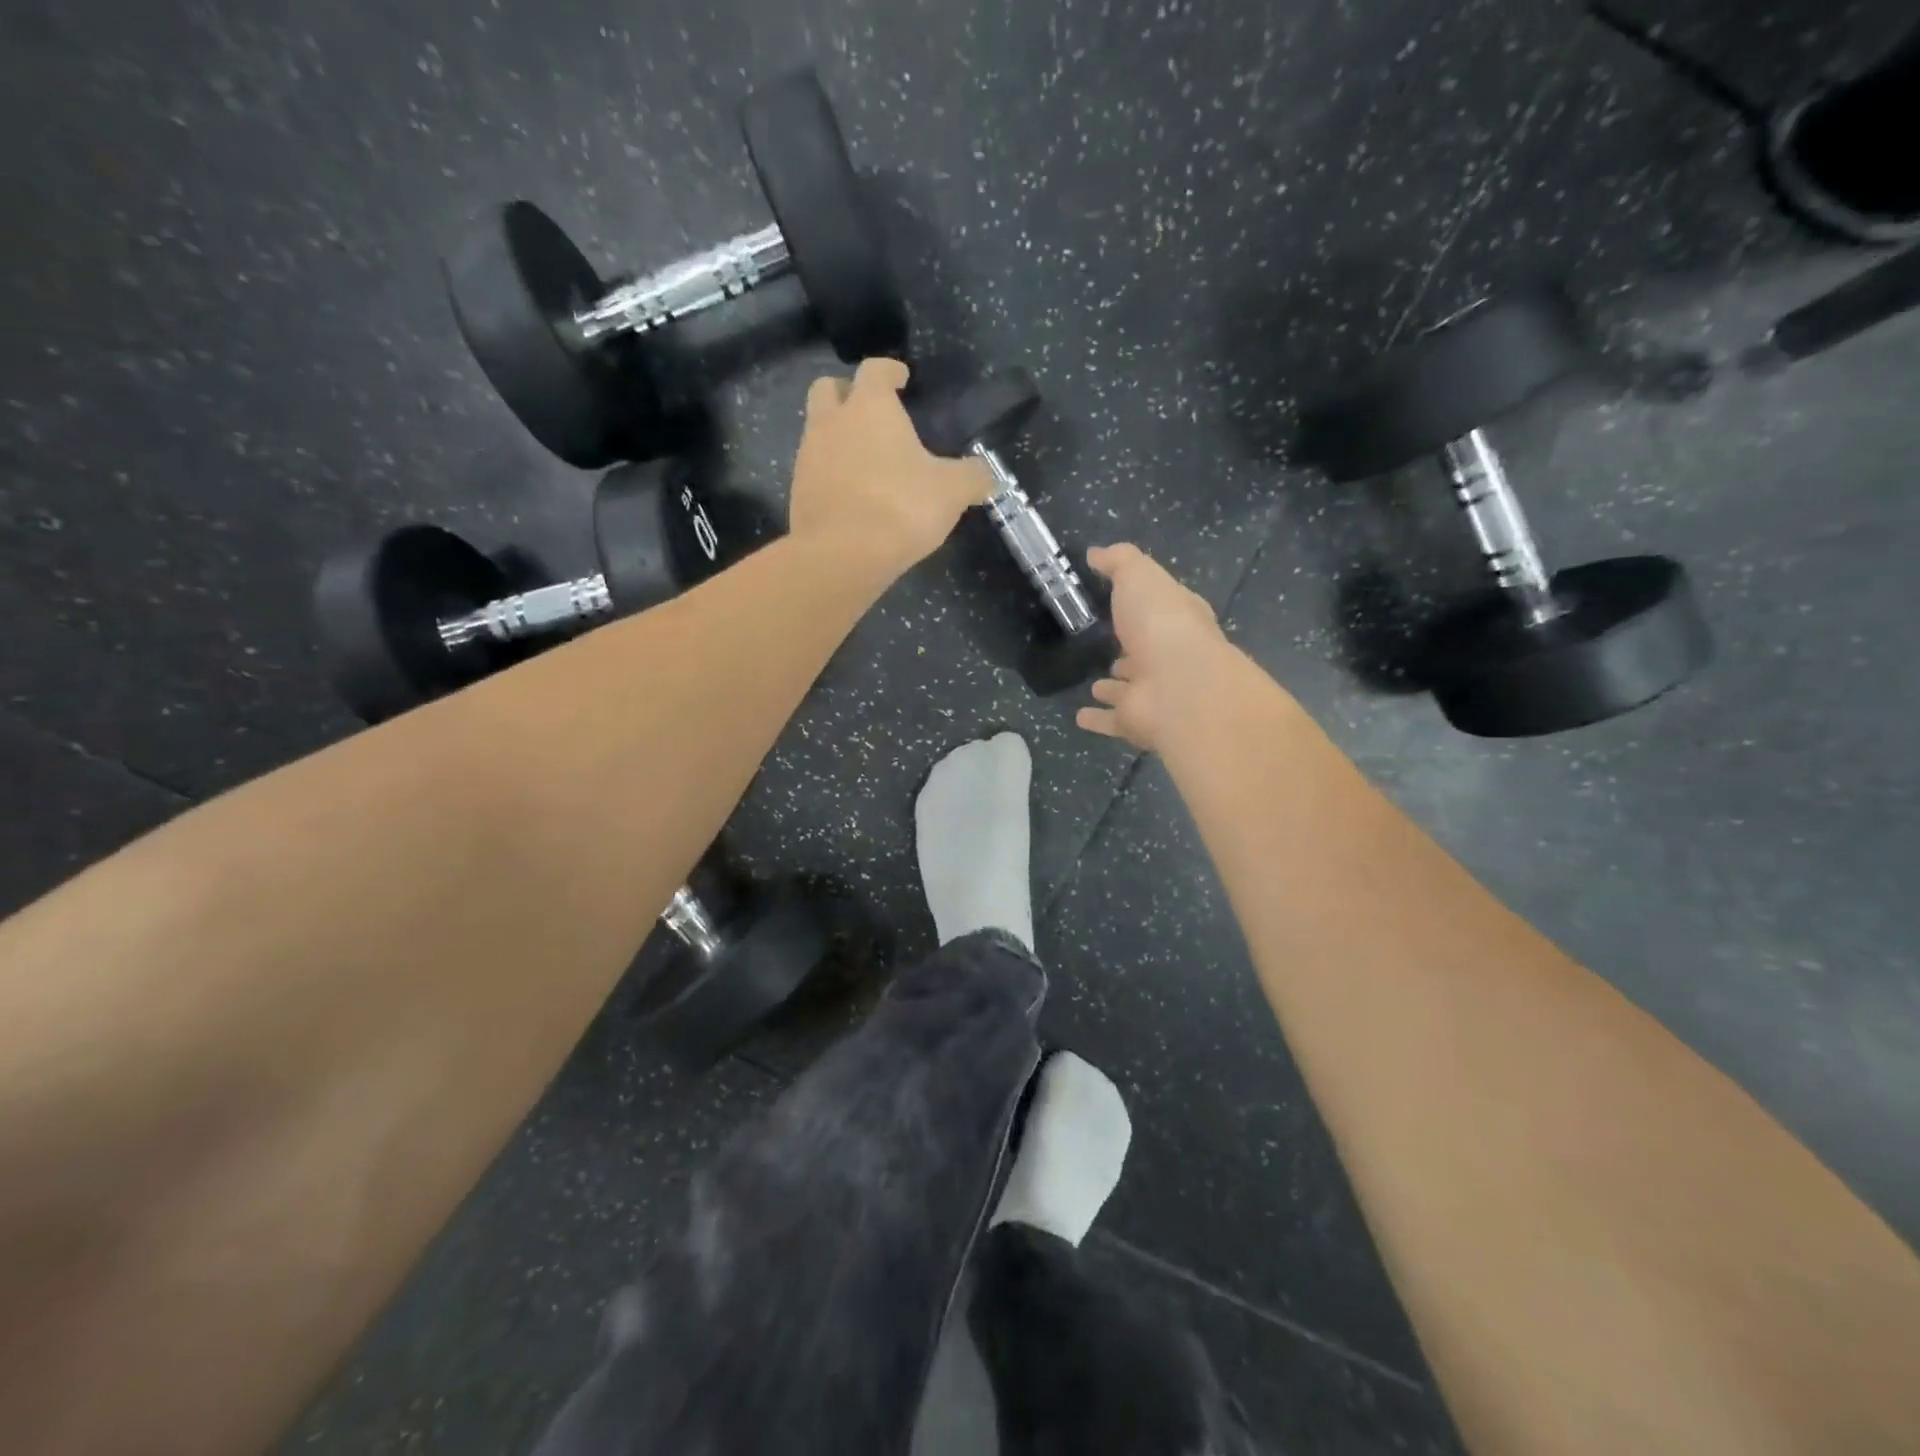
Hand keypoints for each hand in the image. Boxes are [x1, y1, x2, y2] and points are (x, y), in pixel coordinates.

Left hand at [789, 358, 992, 576]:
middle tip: (870, 411)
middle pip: (828, 389)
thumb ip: (972, 477)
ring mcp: (808, 456)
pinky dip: (831, 473)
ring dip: (837, 435)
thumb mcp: (952, 491)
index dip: (890, 371)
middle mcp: (832, 422)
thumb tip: (985, 475)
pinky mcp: (798, 492)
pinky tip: (851, 494)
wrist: (842, 555)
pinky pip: (814, 470)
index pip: (875, 369)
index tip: (902, 378)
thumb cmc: (900, 508)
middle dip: (847, 393)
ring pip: (817, 430)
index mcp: (870, 406)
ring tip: (865, 459)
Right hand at [1075, 544, 1237, 751]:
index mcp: (1177, 618)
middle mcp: (1170, 656)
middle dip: (1130, 649)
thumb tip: (1095, 554)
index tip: (1117, 601)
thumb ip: (1118, 562)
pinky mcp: (1138, 722)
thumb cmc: (1160, 622)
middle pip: (1147, 650)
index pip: (1162, 608)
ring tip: (1095, 683)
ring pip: (1131, 688)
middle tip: (1107, 645)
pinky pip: (1113, 720)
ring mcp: (1155, 692)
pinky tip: (1080, 717)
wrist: (1178, 685)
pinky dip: (1098, 719)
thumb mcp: (1138, 575)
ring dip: (1115, 686)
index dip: (1144, 604)